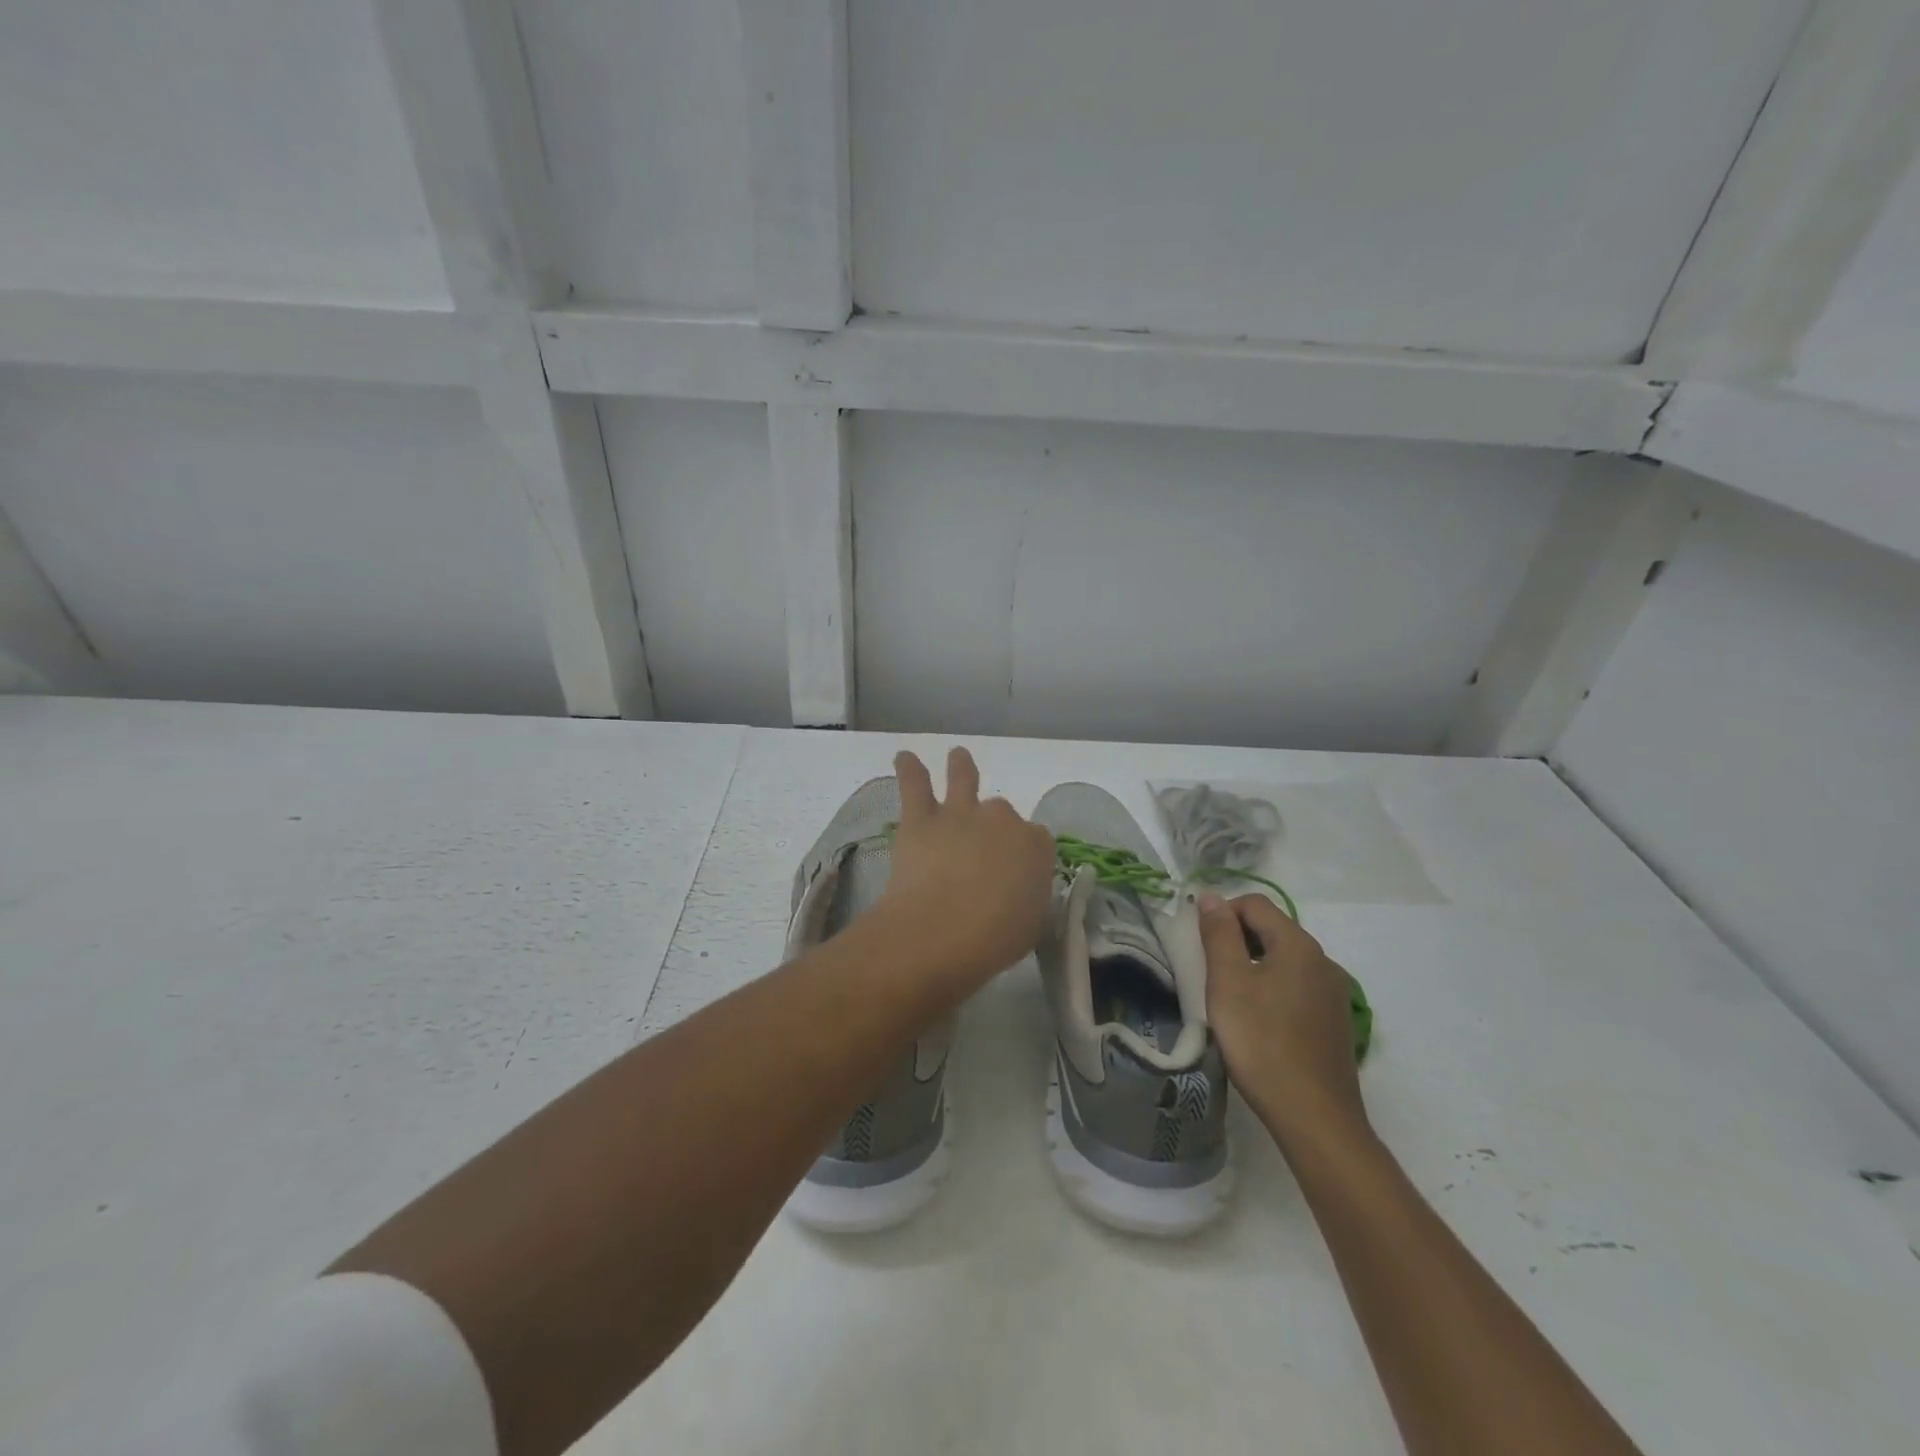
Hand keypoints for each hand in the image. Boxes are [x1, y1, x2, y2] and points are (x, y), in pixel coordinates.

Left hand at [877, 748, 1056, 988]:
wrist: (940, 932)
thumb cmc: (993, 940)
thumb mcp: (1030, 923)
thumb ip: (1028, 894)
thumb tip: (1018, 885)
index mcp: (1035, 845)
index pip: (1037, 841)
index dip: (1025, 855)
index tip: (1016, 874)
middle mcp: (1001, 819)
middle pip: (1001, 813)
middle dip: (994, 827)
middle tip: (981, 854)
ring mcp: (960, 814)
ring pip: (962, 779)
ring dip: (960, 766)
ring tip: (957, 755)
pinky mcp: (921, 819)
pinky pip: (914, 785)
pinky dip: (909, 769)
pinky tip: (903, 757)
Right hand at [1199, 892, 1369, 1149]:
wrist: (1314, 1117)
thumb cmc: (1262, 1042)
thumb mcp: (1228, 983)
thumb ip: (1219, 935)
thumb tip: (1211, 897)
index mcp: (1298, 944)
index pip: (1254, 903)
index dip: (1221, 913)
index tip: (1199, 944)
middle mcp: (1323, 960)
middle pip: (1271, 929)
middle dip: (1236, 939)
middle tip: (1208, 971)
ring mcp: (1333, 992)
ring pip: (1284, 959)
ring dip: (1253, 965)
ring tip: (1229, 998)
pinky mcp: (1335, 1020)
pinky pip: (1297, 986)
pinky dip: (1272, 988)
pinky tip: (1258, 1021)